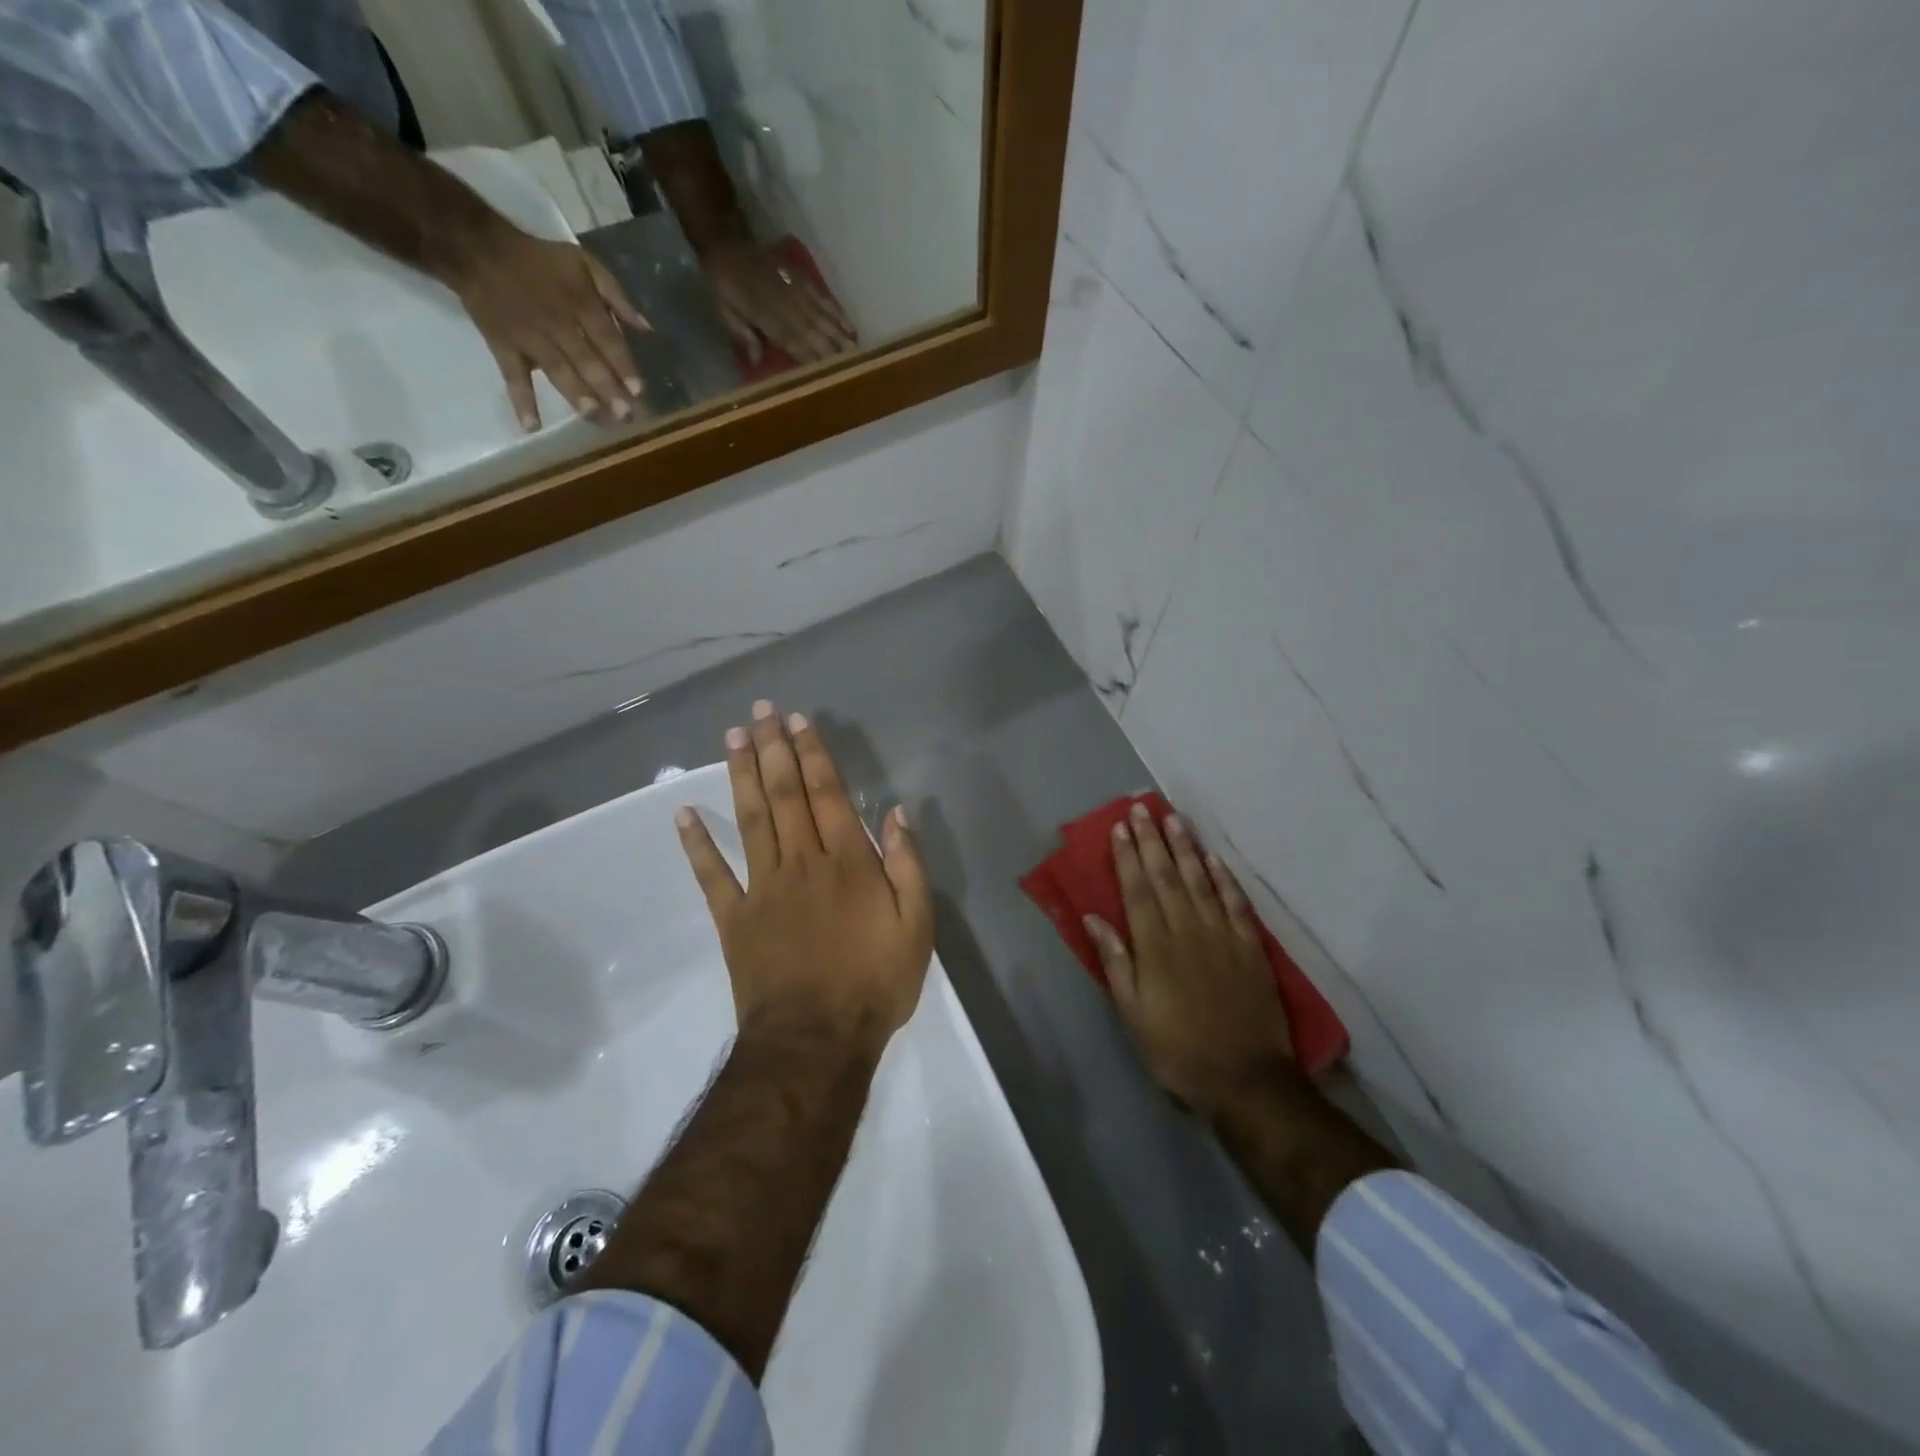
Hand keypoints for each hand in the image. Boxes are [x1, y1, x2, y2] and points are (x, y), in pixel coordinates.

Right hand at [440, 220, 651, 430]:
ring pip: (556, 370)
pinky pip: (513, 377)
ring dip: (575, 394)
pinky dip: (521, 401)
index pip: (607, 339)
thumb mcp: (584, 263)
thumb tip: (647, 329)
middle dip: (606, 388)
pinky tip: (531, 426)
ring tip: (593, 415)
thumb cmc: (540, 260)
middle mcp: (558, 324)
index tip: (639, 390)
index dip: (623, 365)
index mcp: (580, 303)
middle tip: (625, 415)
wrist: (476, 247)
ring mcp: (530, 338)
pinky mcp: (504, 347)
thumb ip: (617, 296)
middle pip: (586, 360)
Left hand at [676, 700, 932, 1058]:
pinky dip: (697, 844)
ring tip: (733, 737)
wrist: (817, 1040)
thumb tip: (895, 813)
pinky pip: (712, 875)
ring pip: (750, 820)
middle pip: (784, 795)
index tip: (797, 721)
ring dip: (741, 775)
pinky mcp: (735, 918)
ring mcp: (763, 887)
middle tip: (760, 711)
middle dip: (773, 749)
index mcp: (847, 861)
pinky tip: (683, 814)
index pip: (827, 794)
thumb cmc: (875, 982)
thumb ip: (907, 865)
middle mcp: (802, 861)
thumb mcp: (916, 925)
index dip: (812, 754)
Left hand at [700, 238, 857, 365]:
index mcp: (763, 314)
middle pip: (813, 331)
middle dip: (833, 351)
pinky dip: (839, 314)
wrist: (726, 243)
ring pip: (823, 317)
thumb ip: (742, 333)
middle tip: (853, 370)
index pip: (792, 341)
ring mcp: (796, 289)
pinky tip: (851, 328)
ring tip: (858, 354)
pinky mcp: (802, 279)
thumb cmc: (723, 285)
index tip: (826, 375)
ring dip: (841, 336)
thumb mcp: (724, 310)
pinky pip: (825, 299)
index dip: (809, 358)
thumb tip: (756, 360)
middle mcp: (784, 303)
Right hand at [1086, 805, 1292, 1116]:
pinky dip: (1224, 878)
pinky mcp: (1249, 948)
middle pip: (1166, 876)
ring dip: (1185, 848)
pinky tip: (1213, 859)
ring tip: (1174, 819)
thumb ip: (1115, 961)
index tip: (1120, 827)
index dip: (1127, 856)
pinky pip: (1235, 903)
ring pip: (1200, 881)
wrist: (1245, 1079)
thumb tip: (1093, 917)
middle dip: (1152, 840)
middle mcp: (1187, 930)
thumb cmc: (1177, 1049)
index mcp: (1155, 946)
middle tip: (1142, 808)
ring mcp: (1222, 936)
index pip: (1138, 890)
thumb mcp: (1132, 1013)